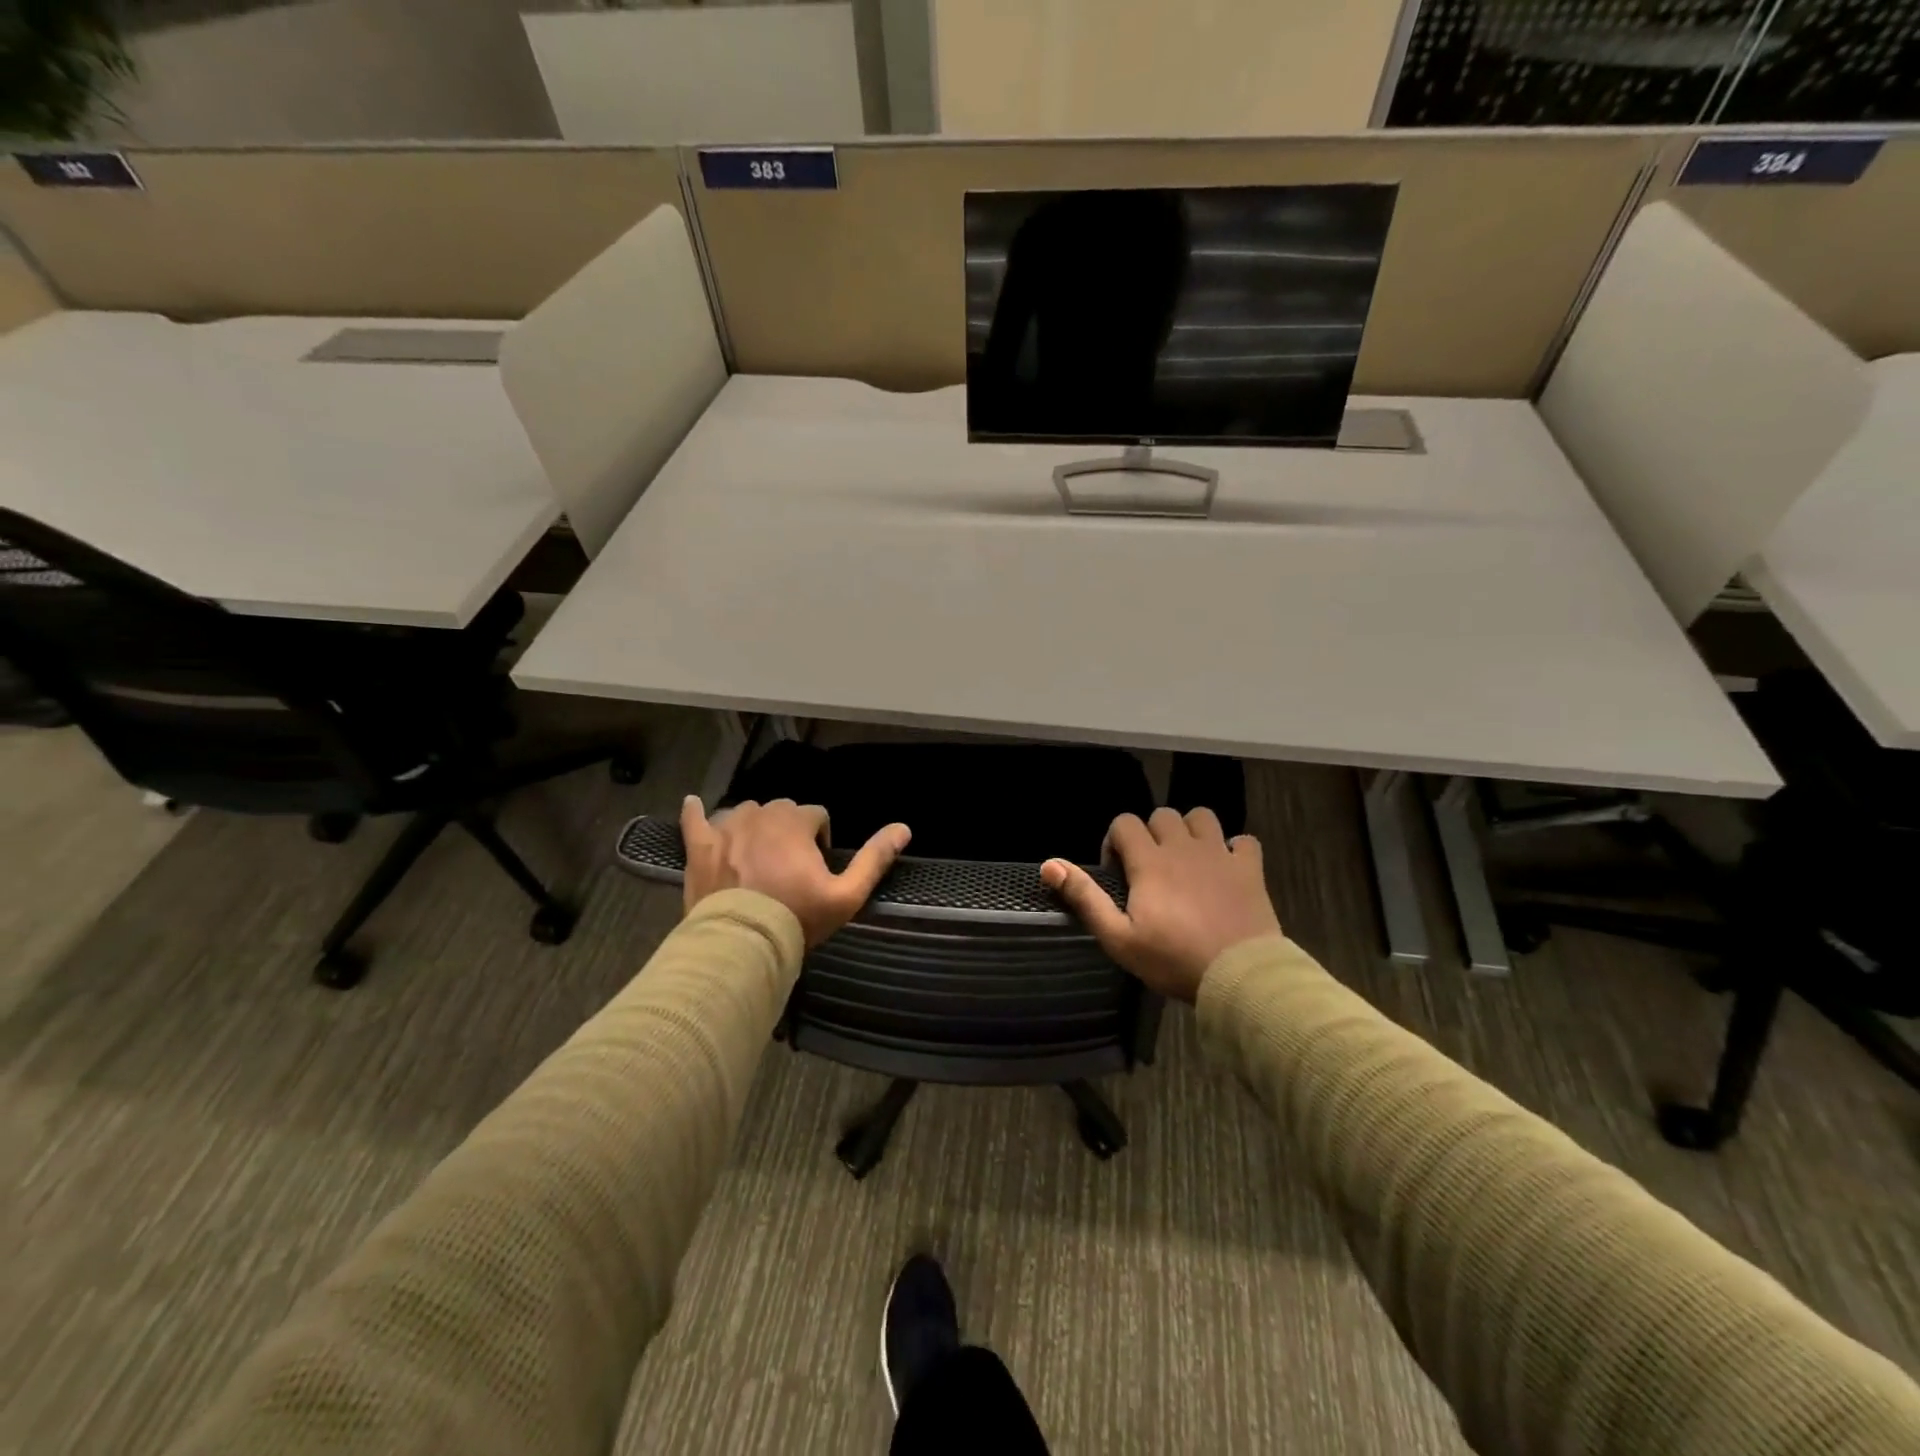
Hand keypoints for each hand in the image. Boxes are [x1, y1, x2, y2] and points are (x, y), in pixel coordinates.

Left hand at [681, 795, 910, 945]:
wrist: (741, 944)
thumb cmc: (797, 918)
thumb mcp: (846, 894)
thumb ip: (875, 859)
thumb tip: (904, 828)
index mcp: (795, 822)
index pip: (816, 814)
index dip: (821, 840)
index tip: (817, 869)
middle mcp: (760, 815)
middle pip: (782, 810)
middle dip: (789, 830)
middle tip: (789, 868)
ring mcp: (726, 829)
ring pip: (745, 812)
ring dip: (755, 826)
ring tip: (757, 857)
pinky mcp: (700, 847)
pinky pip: (695, 820)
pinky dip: (696, 813)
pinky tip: (693, 805)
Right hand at [1042, 807, 1279, 1002]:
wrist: (1238, 976)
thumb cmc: (1173, 960)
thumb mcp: (1118, 937)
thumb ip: (1085, 897)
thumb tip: (1049, 864)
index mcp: (1149, 861)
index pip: (1124, 823)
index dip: (1115, 842)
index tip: (1118, 873)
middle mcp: (1183, 847)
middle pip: (1162, 815)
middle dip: (1151, 835)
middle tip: (1151, 869)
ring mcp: (1220, 854)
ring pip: (1202, 816)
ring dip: (1191, 831)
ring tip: (1187, 860)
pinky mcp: (1250, 868)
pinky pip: (1244, 840)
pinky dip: (1234, 848)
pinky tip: (1227, 869)